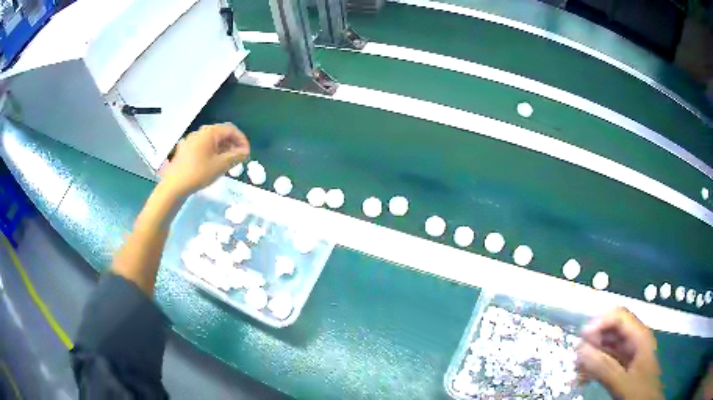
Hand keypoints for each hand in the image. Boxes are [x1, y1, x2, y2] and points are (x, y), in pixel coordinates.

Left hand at [162, 123, 249, 195]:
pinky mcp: (185, 149)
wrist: (174, 185)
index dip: (242, 140)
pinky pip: (203, 146)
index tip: (247, 153)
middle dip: (233, 144)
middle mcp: (200, 132)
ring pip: (212, 140)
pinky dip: (212, 152)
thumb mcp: (221, 165)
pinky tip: (214, 164)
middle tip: (239, 158)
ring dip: (223, 149)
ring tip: (228, 163)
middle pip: (221, 133)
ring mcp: (191, 140)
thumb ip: (236, 156)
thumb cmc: (199, 173)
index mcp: (209, 132)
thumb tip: (245, 152)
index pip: (231, 129)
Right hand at [576, 307, 662, 399]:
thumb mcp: (623, 381)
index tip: (582, 337)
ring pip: (607, 347)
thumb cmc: (640, 391)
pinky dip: (594, 367)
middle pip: (612, 331)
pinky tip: (584, 377)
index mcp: (640, 336)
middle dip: (593, 341)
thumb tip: (582, 350)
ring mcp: (630, 354)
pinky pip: (607, 361)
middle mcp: (635, 341)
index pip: (619, 316)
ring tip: (578, 370)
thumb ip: (604, 367)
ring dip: (591, 356)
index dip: (600, 322)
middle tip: (577, 357)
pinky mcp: (624, 367)